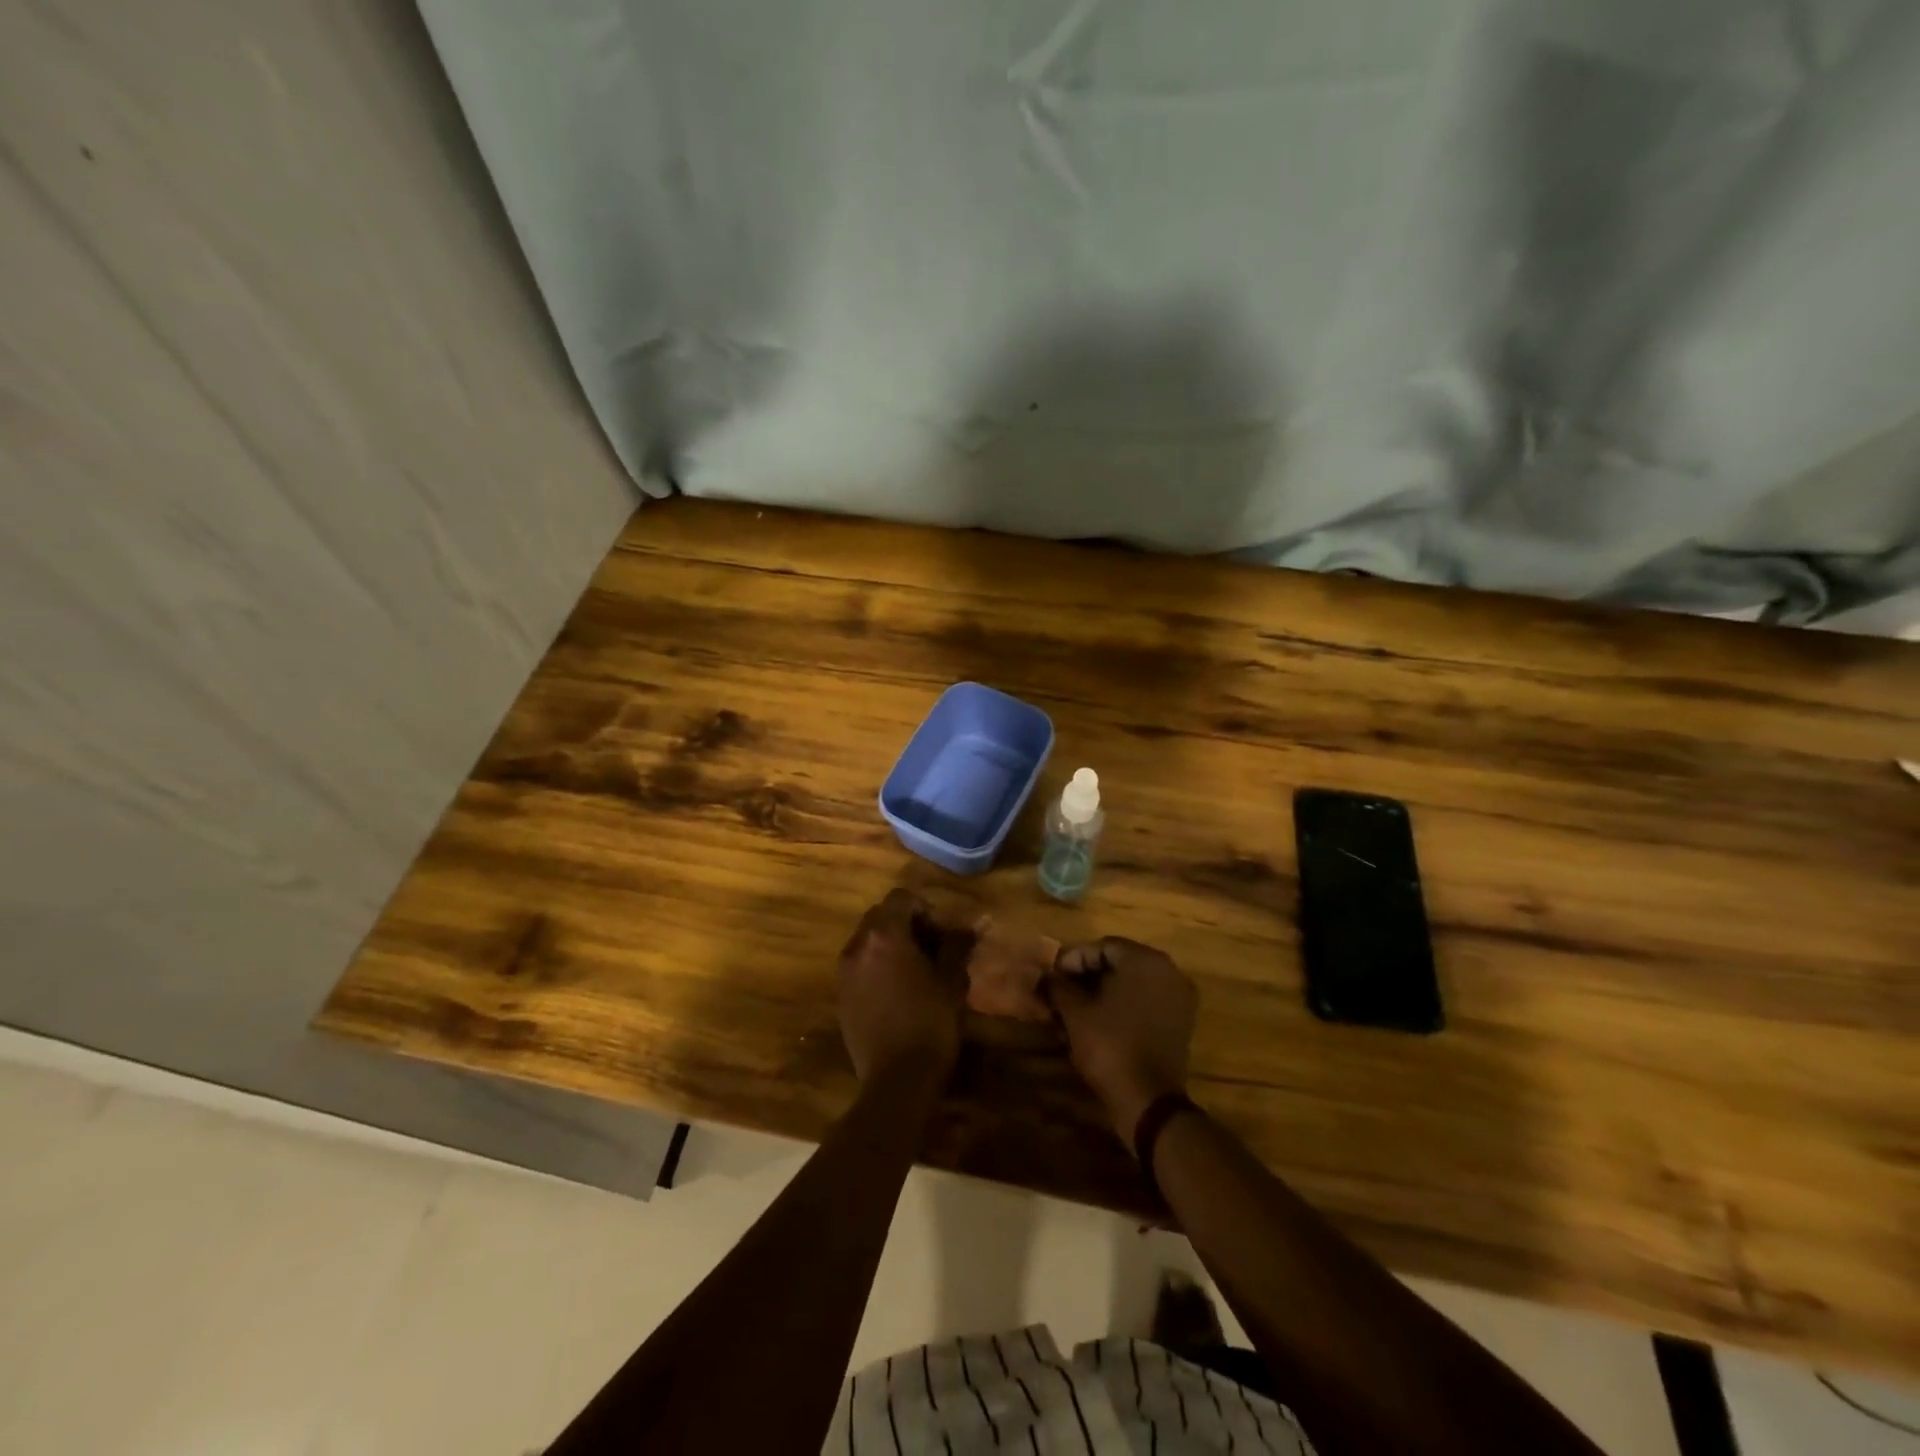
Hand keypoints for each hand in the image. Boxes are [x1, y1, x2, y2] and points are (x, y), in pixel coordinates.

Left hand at [838, 889, 971, 1084]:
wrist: (896, 1080)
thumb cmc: (930, 1024)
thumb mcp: (951, 981)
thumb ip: (956, 947)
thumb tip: (967, 927)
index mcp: (884, 935)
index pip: (901, 898)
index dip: (925, 908)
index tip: (942, 932)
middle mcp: (857, 946)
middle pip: (880, 916)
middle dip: (906, 924)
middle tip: (932, 948)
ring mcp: (844, 972)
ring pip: (867, 941)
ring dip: (890, 945)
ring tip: (916, 970)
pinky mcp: (840, 996)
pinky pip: (859, 965)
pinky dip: (877, 966)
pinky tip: (898, 991)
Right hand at [1047, 937, 1197, 1140]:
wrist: (1149, 1100)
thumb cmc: (1110, 1045)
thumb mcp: (1075, 1012)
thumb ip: (1057, 986)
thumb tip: (1044, 976)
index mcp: (1145, 960)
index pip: (1101, 947)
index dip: (1073, 960)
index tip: (1052, 977)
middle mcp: (1167, 971)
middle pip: (1119, 963)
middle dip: (1087, 976)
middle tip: (1062, 992)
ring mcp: (1178, 997)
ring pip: (1132, 984)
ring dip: (1103, 992)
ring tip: (1076, 1009)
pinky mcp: (1180, 1022)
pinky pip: (1146, 1002)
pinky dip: (1123, 1007)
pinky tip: (1099, 1022)